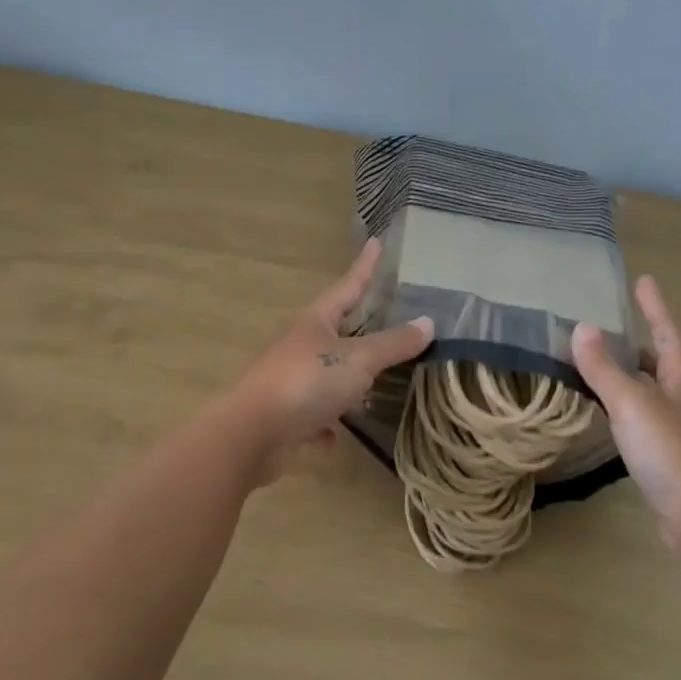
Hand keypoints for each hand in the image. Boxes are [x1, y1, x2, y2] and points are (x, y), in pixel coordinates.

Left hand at [226, 239, 433, 481]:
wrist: (252, 434)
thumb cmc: (307, 382)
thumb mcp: (357, 360)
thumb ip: (393, 344)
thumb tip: (428, 322)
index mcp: (316, 323)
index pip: (347, 287)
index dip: (365, 266)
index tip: (376, 242)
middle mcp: (300, 346)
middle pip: (334, 330)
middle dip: (357, 325)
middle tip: (382, 314)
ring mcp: (290, 382)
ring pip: (324, 375)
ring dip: (344, 380)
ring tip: (371, 384)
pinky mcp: (285, 417)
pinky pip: (313, 417)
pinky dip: (326, 425)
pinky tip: (337, 438)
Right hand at [571, 275, 680, 550]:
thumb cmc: (670, 451)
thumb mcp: (631, 403)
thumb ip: (604, 368)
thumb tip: (581, 328)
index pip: (665, 331)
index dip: (653, 306)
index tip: (643, 280)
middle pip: (660, 360)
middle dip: (636, 344)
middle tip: (604, 329)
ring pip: (651, 391)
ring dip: (627, 377)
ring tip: (596, 367)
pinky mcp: (672, 457)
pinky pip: (643, 418)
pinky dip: (624, 407)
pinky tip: (605, 415)